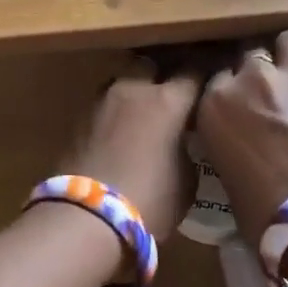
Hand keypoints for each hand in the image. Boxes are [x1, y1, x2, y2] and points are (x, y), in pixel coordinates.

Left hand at [58, 61, 202, 239]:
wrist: (84, 219)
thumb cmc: (149, 202)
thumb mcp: (186, 182)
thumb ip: (186, 151)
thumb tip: (180, 144)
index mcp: (167, 101)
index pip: (193, 72)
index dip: (204, 76)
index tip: (211, 83)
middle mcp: (132, 90)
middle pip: (150, 67)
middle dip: (161, 78)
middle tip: (171, 101)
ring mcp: (100, 102)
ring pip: (122, 84)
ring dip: (132, 96)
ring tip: (141, 120)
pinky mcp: (75, 121)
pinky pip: (103, 108)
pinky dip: (113, 118)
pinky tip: (118, 138)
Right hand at [195, 31, 287, 244]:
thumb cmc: (264, 212)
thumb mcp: (226, 170)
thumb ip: (228, 136)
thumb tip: (240, 133)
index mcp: (216, 103)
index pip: (216, 78)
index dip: (230, 91)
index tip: (238, 105)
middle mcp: (253, 79)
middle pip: (250, 56)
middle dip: (258, 73)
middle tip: (268, 97)